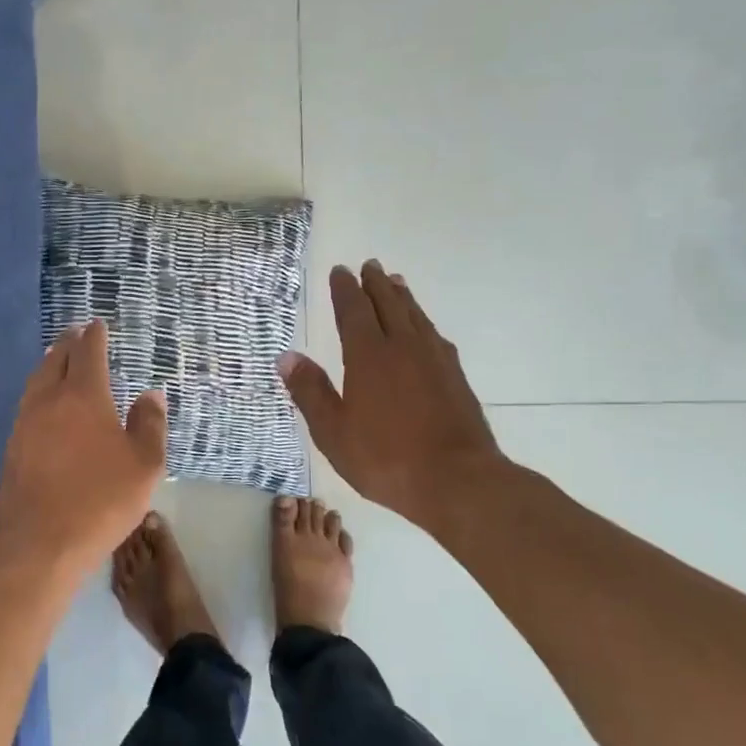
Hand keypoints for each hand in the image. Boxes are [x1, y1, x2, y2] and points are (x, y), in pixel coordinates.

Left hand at [0, 321, 167, 570]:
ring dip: (49, 363)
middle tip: (77, 333)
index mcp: (83, 396)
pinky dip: (39, 391)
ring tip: (58, 359)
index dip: (94, 336)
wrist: (40, 542)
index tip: (97, 325)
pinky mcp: (13, 447)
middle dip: (68, 343)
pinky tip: (45, 404)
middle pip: (55, 359)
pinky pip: (27, 404)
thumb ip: (150, 425)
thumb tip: (150, 395)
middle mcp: (49, 400)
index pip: (88, 353)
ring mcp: (25, 423)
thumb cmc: (101, 499)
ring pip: (36, 380)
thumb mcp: (144, 464)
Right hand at [280, 261, 506, 532]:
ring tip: (396, 283)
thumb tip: (286, 356)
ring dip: (402, 297)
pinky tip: (426, 330)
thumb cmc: (386, 458)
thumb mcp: (333, 431)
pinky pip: (435, 336)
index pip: (354, 311)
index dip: (345, 290)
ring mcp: (434, 360)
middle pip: (388, 304)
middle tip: (370, 265)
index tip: (340, 271)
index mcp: (368, 356)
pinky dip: (424, 322)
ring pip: (415, 316)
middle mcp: (403, 347)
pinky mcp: (456, 377)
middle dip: (375, 284)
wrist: (458, 481)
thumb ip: (310, 391)